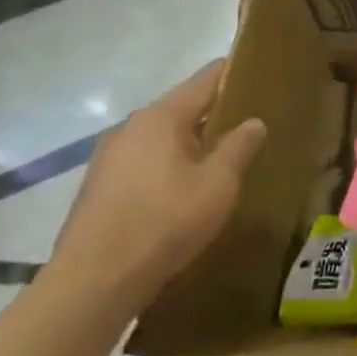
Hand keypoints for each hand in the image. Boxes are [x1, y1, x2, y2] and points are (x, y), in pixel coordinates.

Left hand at [43, 62, 266, 319]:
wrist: (93, 282)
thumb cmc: (164, 222)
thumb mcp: (218, 184)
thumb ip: (240, 147)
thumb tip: (254, 121)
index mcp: (161, 117)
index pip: (206, 79)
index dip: (235, 73)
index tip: (263, 74)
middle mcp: (131, 127)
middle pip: (184, 106)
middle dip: (218, 111)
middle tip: (253, 122)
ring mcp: (110, 156)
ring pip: (165, 135)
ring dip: (195, 140)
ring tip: (226, 155)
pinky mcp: (102, 185)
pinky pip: (147, 159)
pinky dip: (173, 161)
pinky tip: (189, 186)